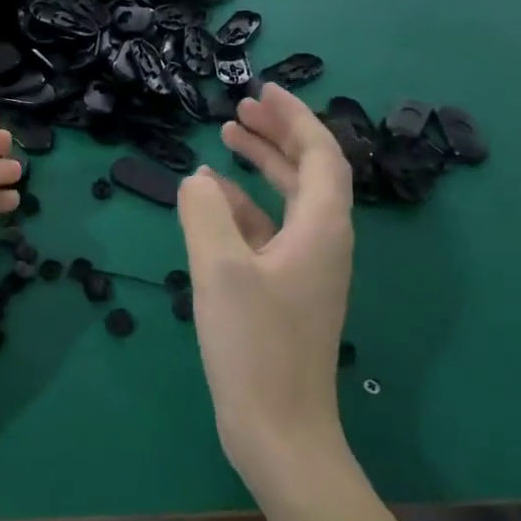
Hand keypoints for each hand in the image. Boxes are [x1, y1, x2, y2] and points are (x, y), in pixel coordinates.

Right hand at [176, 84, 354, 497]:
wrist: (279, 430)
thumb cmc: (255, 346)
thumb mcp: (221, 270)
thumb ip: (205, 214)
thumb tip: (197, 181)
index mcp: (321, 230)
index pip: (320, 155)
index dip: (295, 118)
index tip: (263, 90)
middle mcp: (323, 243)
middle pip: (308, 173)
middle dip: (277, 135)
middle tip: (240, 110)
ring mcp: (305, 270)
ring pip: (288, 202)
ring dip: (261, 169)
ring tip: (225, 143)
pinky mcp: (285, 293)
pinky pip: (269, 233)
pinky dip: (244, 210)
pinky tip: (212, 205)